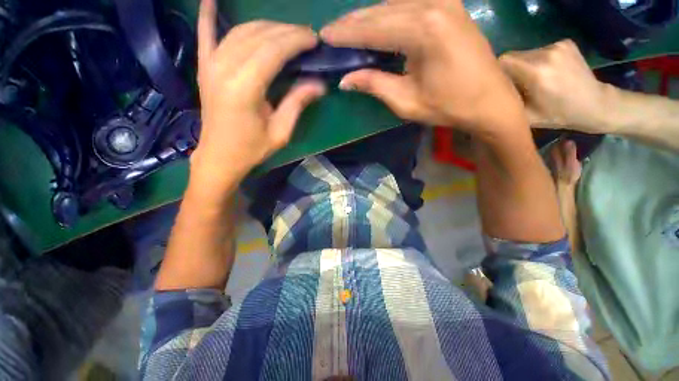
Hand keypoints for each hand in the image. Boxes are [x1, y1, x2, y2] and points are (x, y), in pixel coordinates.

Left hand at [191, 0, 324, 195]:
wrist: (219, 156)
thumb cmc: (252, 148)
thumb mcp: (280, 132)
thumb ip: (297, 103)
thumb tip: (319, 84)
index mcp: (244, 88)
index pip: (273, 50)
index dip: (295, 40)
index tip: (314, 39)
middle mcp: (224, 69)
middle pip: (258, 36)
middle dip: (286, 31)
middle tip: (306, 36)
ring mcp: (210, 65)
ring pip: (240, 31)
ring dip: (266, 26)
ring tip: (286, 31)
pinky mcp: (204, 67)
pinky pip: (205, 34)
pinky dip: (208, 14)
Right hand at [320, 0, 528, 139]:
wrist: (490, 100)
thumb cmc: (448, 106)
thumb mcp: (406, 101)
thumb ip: (374, 84)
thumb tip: (345, 79)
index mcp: (424, 31)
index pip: (373, 29)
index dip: (346, 34)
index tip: (324, 36)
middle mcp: (434, 5)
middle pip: (382, 11)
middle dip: (354, 23)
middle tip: (332, 32)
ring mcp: (444, 1)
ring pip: (394, 4)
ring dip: (369, 17)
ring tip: (348, 29)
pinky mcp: (449, 5)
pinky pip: (410, 4)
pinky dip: (389, 13)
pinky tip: (376, 23)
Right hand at [500, 39, 612, 132]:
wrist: (596, 104)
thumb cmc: (558, 115)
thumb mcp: (526, 116)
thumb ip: (507, 102)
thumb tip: (492, 92)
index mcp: (536, 73)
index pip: (502, 62)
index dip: (497, 73)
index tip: (499, 85)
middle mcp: (546, 53)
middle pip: (513, 56)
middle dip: (509, 71)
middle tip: (516, 86)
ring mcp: (558, 45)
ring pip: (525, 53)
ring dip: (523, 66)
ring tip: (533, 81)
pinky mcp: (565, 42)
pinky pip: (539, 50)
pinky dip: (537, 61)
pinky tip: (547, 73)